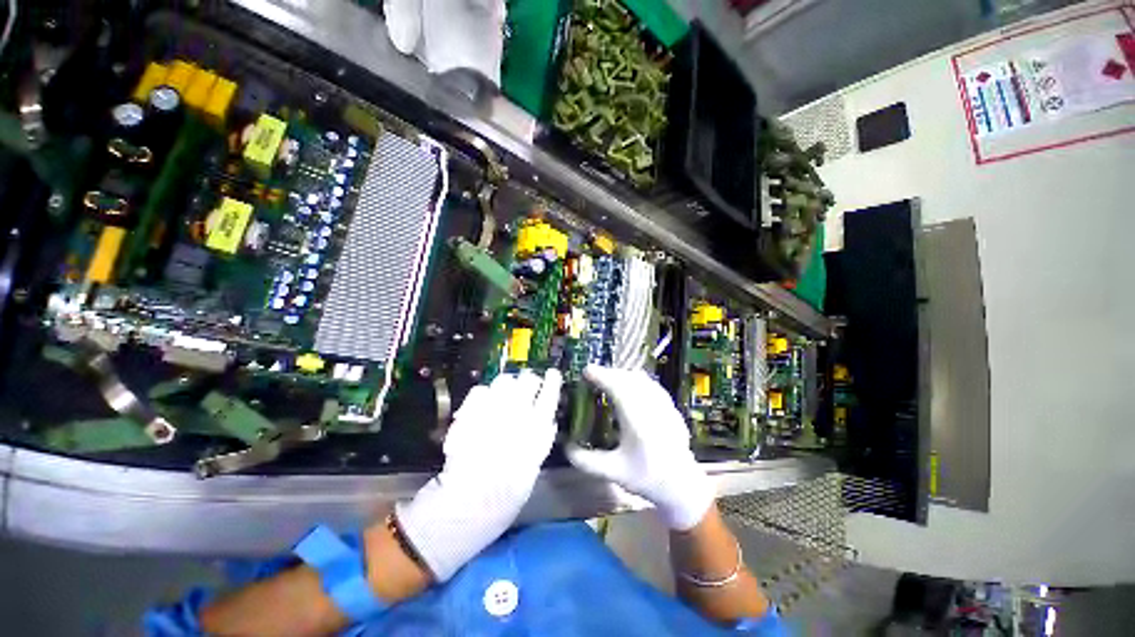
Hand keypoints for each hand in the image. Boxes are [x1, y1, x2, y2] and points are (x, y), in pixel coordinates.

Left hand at [395, 369, 561, 581]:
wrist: (467, 503)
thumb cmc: (506, 493)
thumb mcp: (534, 466)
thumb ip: (542, 439)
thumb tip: (547, 420)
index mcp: (537, 429)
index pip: (549, 394)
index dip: (552, 381)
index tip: (552, 374)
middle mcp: (518, 414)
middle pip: (528, 380)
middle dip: (529, 380)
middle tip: (526, 386)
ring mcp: (492, 409)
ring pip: (505, 380)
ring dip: (507, 384)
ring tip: (503, 394)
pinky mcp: (470, 411)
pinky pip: (480, 389)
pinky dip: (484, 394)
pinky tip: (483, 404)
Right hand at [567, 365, 714, 530]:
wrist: (682, 486)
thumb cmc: (647, 479)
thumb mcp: (614, 472)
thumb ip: (587, 461)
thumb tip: (566, 447)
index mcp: (638, 422)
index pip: (618, 388)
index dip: (602, 376)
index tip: (586, 371)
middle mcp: (653, 408)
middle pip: (629, 379)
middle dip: (609, 373)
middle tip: (593, 376)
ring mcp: (665, 405)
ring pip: (641, 379)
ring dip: (622, 375)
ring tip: (608, 380)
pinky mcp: (671, 407)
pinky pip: (650, 384)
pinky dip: (635, 380)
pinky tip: (628, 388)